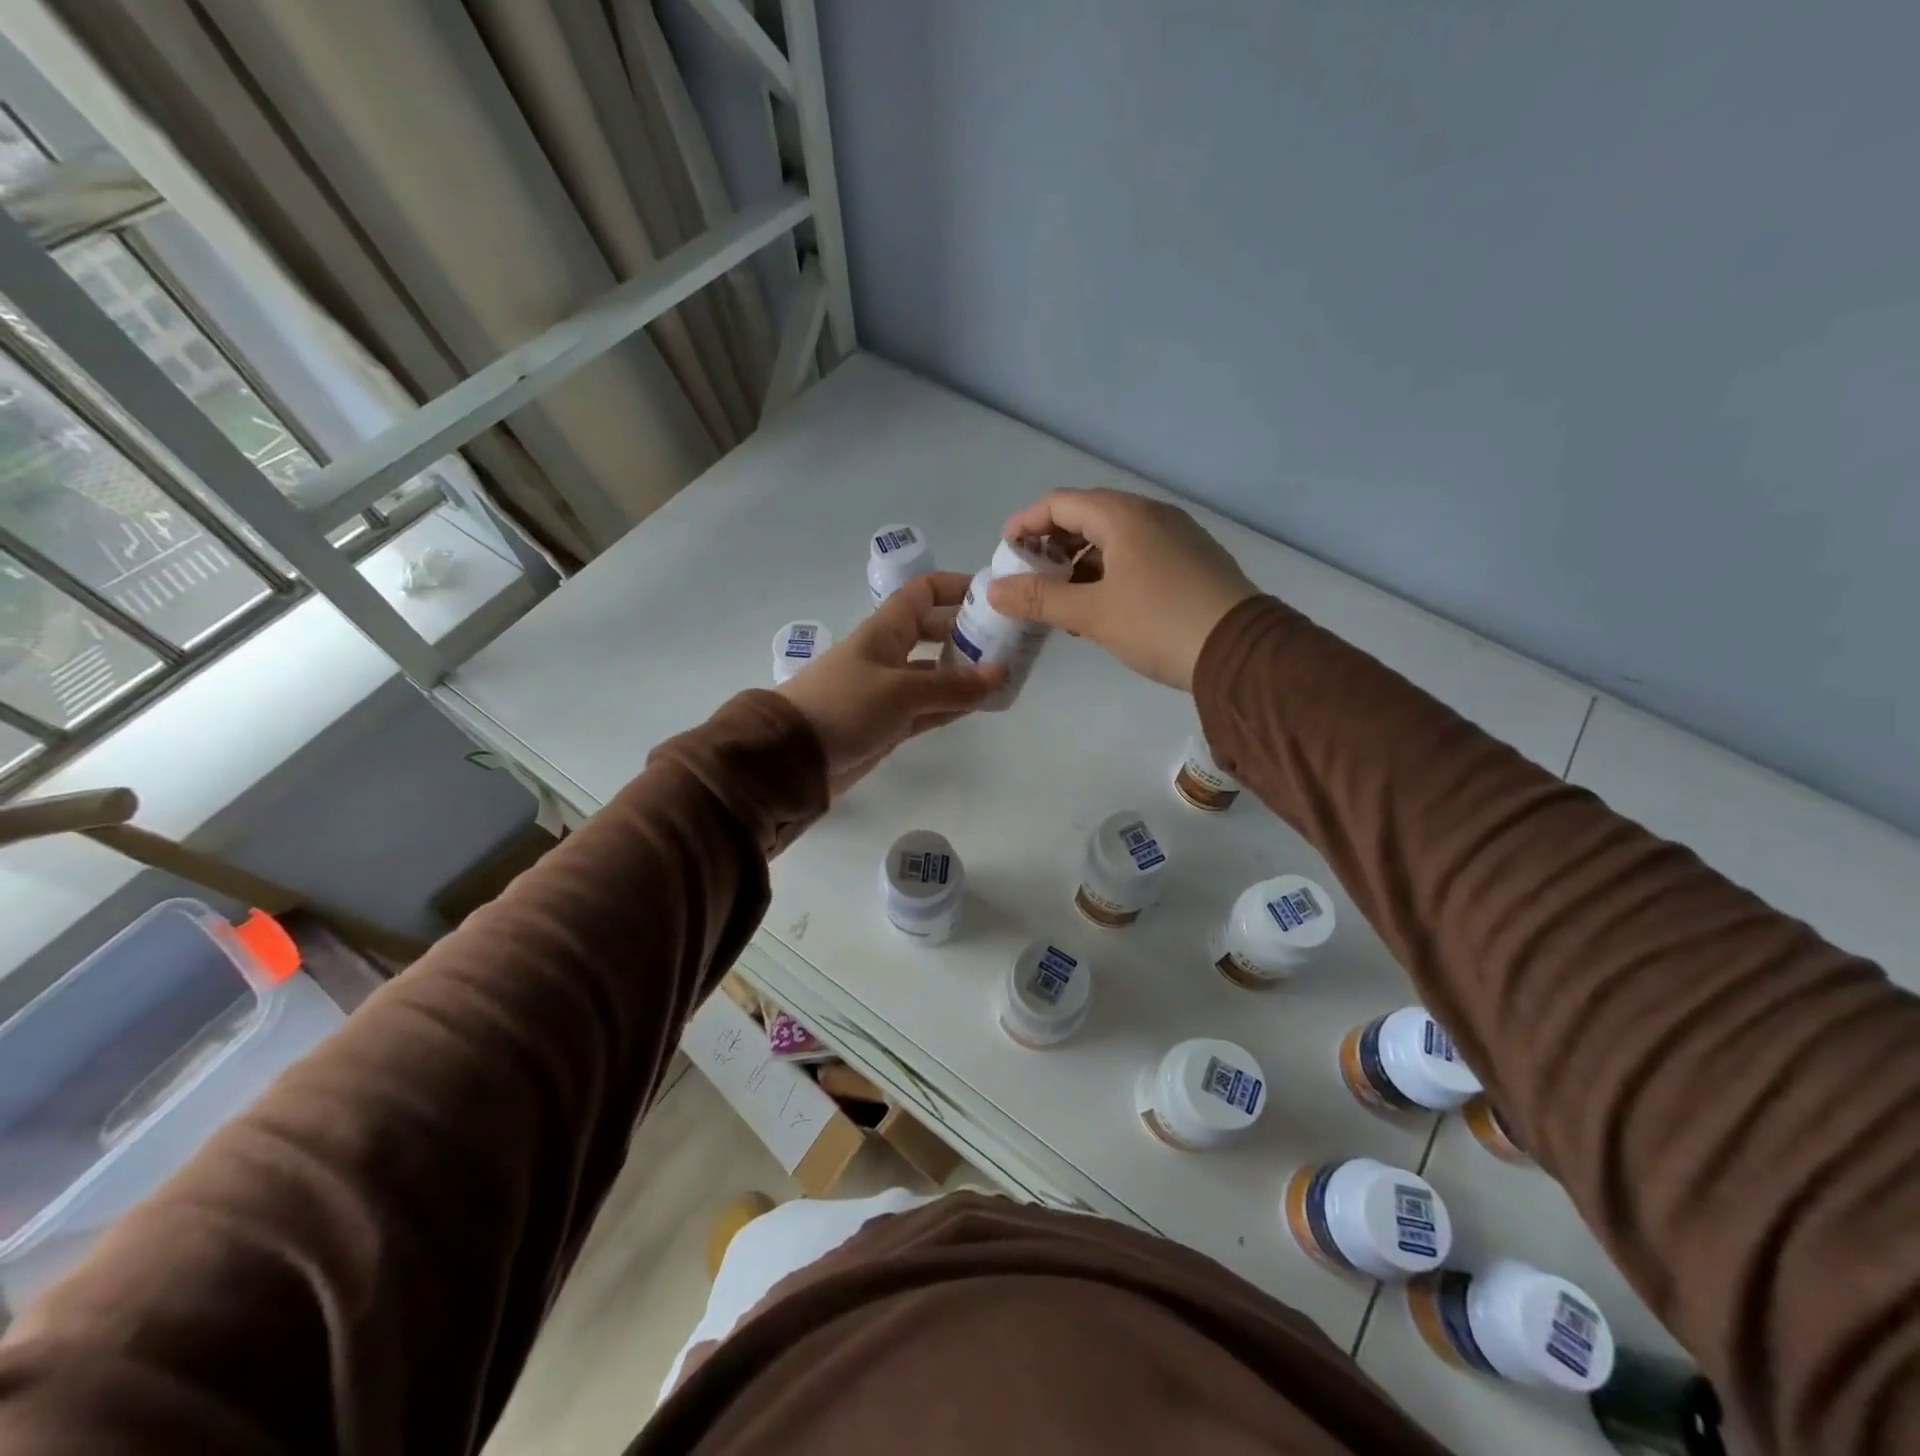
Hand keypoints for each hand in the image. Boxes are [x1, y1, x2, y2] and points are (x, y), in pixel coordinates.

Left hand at [776, 571, 1006, 795]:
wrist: (794, 756)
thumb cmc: (845, 706)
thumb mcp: (902, 691)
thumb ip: (952, 685)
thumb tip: (1000, 672)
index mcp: (885, 631)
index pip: (922, 593)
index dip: (954, 587)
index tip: (992, 595)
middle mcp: (889, 654)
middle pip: (933, 632)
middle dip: (967, 632)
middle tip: (1008, 641)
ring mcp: (889, 690)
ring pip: (935, 673)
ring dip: (965, 672)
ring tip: (1005, 673)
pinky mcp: (890, 723)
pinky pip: (930, 707)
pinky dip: (953, 704)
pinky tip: (982, 704)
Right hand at [987, 488, 1258, 690]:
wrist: (1241, 652)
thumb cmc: (1158, 624)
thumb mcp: (1091, 613)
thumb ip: (1039, 598)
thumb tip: (994, 589)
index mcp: (1124, 516)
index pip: (1060, 503)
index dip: (1026, 523)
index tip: (1006, 551)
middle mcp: (1152, 515)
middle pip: (1088, 516)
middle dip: (1053, 544)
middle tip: (1032, 577)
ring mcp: (1178, 536)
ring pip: (1115, 538)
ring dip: (1081, 561)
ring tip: (1063, 599)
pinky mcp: (1193, 560)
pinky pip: (1139, 554)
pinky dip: (1110, 571)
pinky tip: (1103, 606)